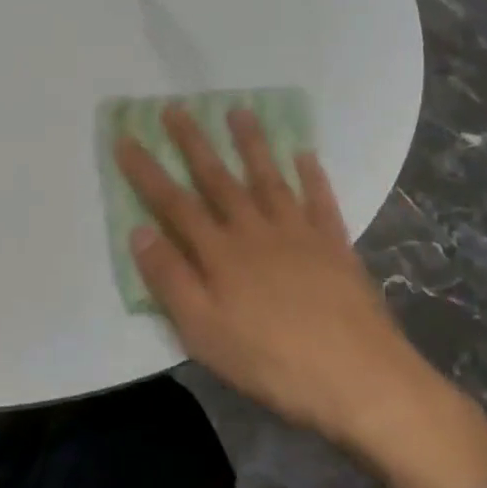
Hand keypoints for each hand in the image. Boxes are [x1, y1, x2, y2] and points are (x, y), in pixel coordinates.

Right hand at [115, 105, 486, 487]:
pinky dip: (312, 176)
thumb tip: (140, 231)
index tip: (126, 138)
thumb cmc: (271, 361)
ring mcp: (299, 234)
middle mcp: (255, 231)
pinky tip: (305, 155)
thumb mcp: (203, 332)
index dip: (147, 171)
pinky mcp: (335, 247)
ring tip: (239, 111)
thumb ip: (170, 279)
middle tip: (175, 108)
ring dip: (252, 144)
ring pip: (268, 179)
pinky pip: (320, 201)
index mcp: (220, 253)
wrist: (360, 379)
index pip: (173, 203)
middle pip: (218, 179)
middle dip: (193, 143)